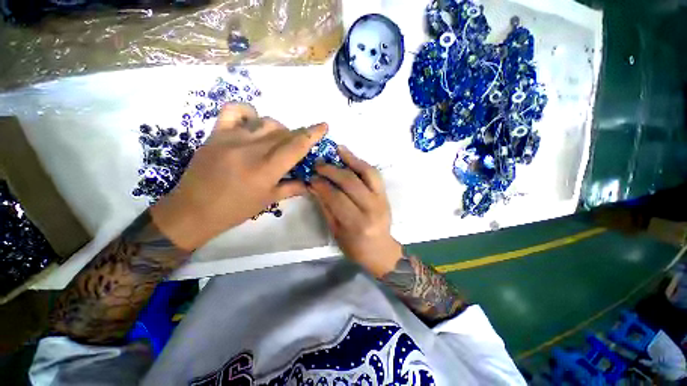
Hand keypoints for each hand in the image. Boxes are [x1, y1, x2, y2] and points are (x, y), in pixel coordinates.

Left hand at [151, 104, 326, 250]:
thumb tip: (310, 182)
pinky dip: (248, 111)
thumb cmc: (235, 209)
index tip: (324, 126)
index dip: (313, 133)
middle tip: (298, 146)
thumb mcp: (268, 201)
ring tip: (277, 140)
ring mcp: (232, 138)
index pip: (297, 145)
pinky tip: (253, 121)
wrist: (193, 210)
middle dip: (298, 136)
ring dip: (279, 129)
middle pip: (284, 133)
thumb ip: (293, 188)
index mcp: (267, 169)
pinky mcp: (216, 133)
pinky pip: (234, 111)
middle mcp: (252, 149)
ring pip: (266, 122)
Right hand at [310, 147, 402, 277]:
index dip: (322, 185)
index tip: (311, 177)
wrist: (380, 249)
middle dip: (332, 170)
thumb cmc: (354, 246)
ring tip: (336, 150)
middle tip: (318, 163)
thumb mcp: (335, 230)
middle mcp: (371, 209)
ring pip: (366, 173)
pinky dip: (361, 162)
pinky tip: (350, 155)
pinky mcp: (385, 194)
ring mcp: (382, 199)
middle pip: (350, 183)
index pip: (336, 198)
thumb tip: (314, 185)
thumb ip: (325, 206)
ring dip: (350, 159)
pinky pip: (374, 174)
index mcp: (357, 223)